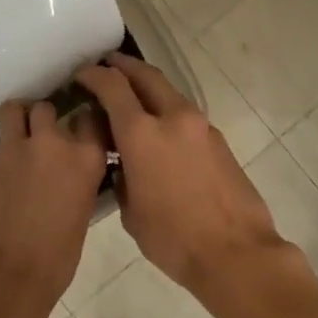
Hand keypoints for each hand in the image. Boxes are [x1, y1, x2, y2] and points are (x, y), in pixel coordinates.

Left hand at [0, 100, 107, 317]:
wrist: (6, 278)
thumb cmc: (57, 258)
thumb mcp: (81, 213)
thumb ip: (75, 183)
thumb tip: (64, 180)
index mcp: (84, 159)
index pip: (90, 119)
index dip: (82, 123)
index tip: (78, 131)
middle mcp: (50, 144)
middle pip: (44, 109)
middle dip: (41, 119)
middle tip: (39, 137)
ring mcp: (10, 152)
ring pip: (10, 112)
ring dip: (12, 122)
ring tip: (12, 141)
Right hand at [75, 54, 287, 300]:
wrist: (236, 252)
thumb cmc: (173, 239)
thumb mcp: (131, 212)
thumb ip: (122, 177)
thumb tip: (125, 165)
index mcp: (143, 134)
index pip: (113, 87)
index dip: (94, 75)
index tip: (81, 74)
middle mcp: (173, 119)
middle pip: (147, 76)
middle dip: (124, 67)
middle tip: (107, 65)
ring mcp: (201, 126)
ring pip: (170, 94)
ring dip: (149, 89)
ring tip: (131, 99)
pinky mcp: (219, 141)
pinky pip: (185, 115)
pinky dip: (167, 112)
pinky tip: (159, 132)